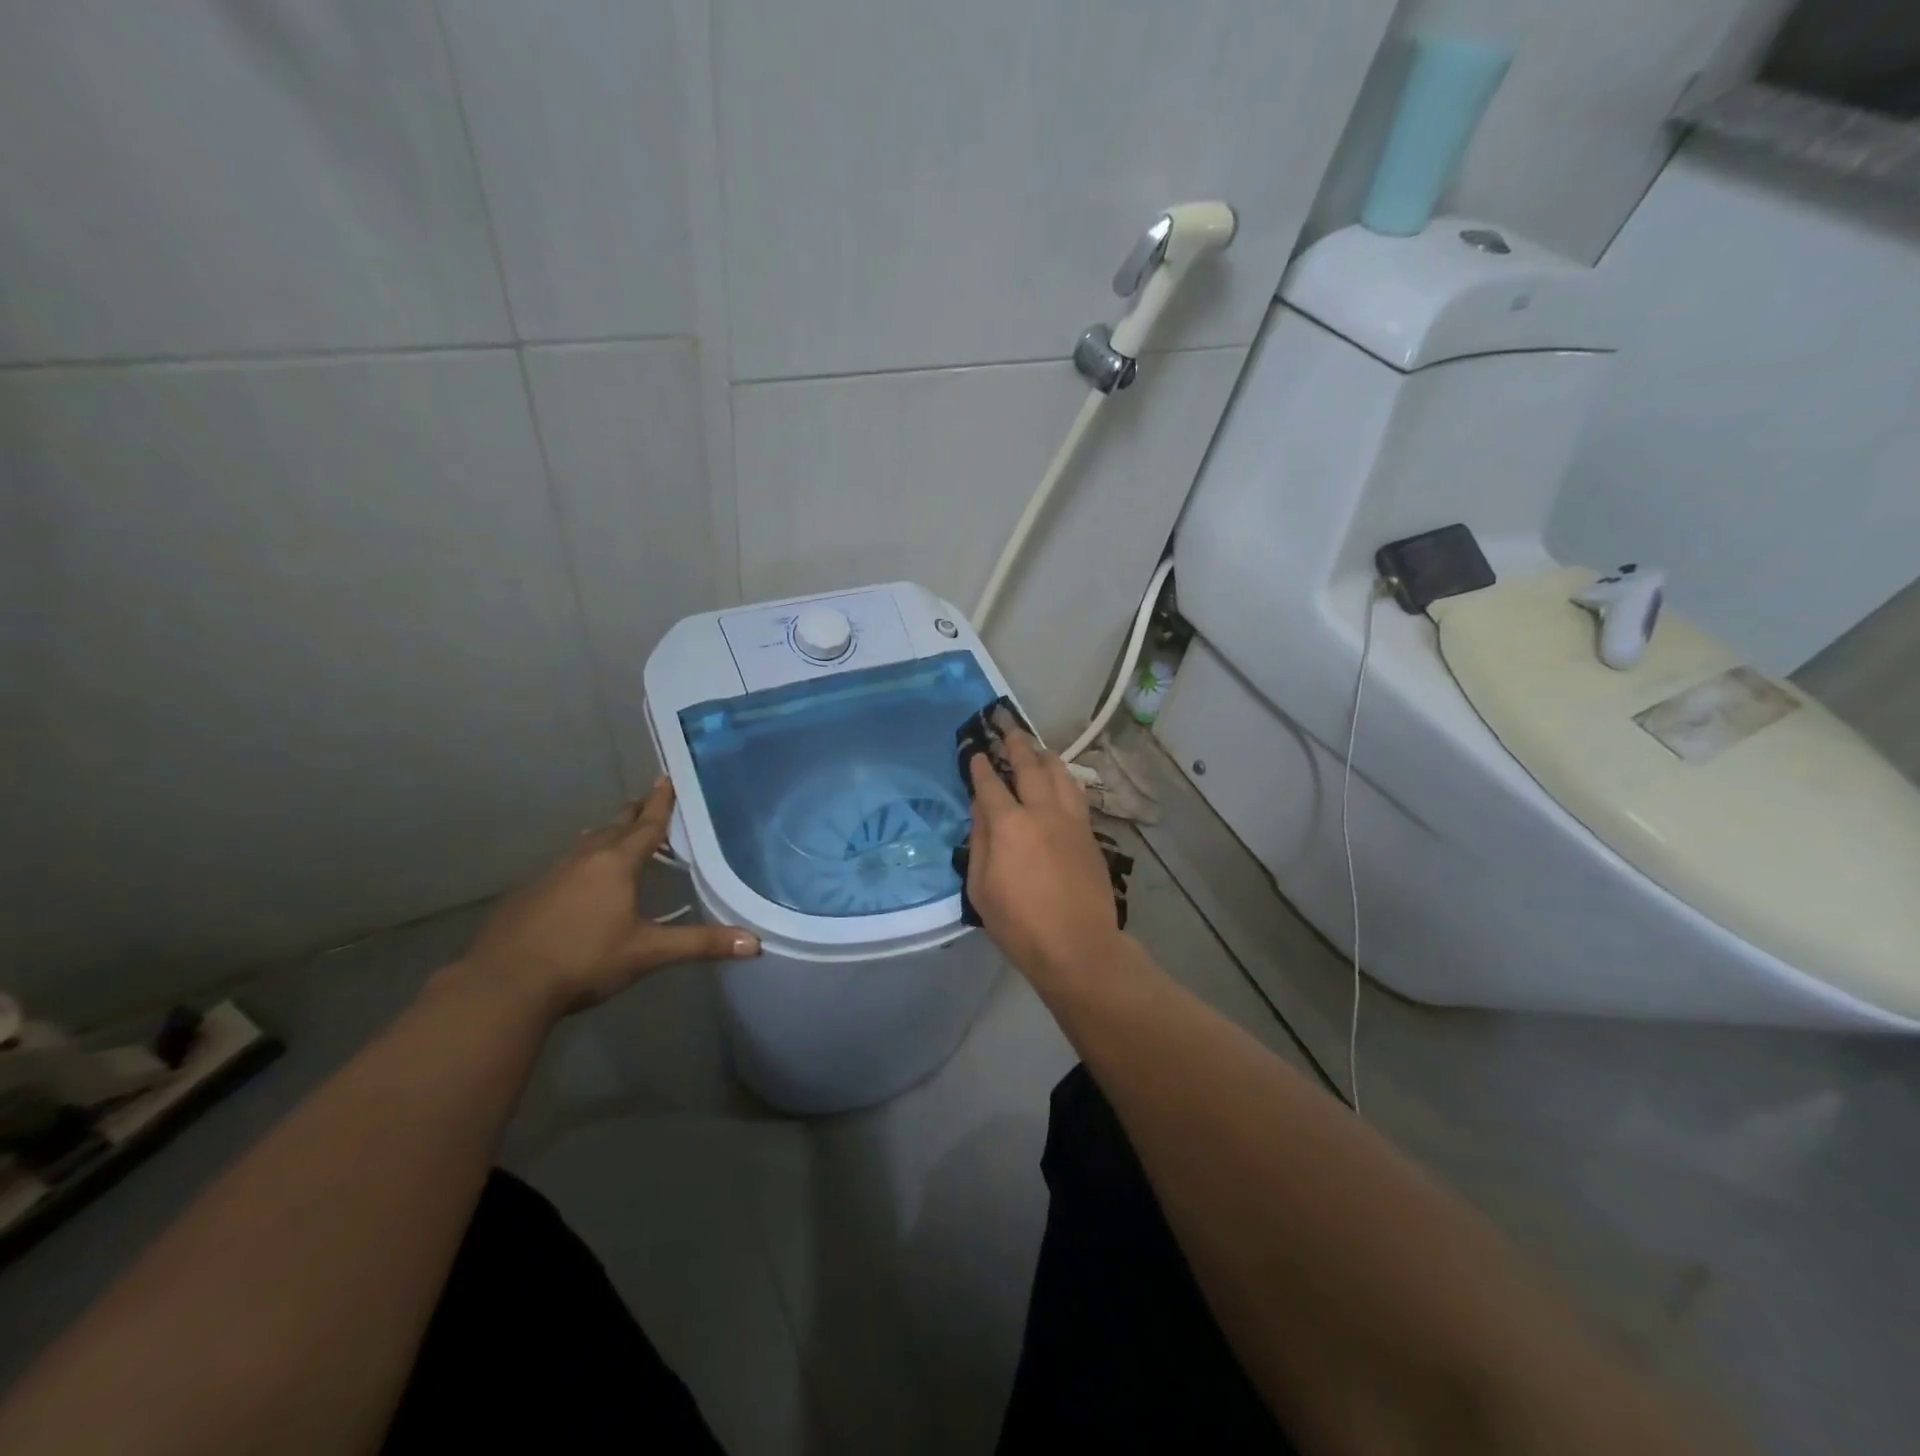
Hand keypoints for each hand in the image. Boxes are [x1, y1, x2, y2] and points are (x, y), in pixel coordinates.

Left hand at [458, 778, 758, 1014]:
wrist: (504, 985)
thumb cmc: (585, 960)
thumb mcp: (648, 952)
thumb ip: (701, 944)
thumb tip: (755, 943)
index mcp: (616, 865)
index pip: (646, 825)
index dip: (660, 802)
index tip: (666, 777)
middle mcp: (584, 860)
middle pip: (614, 827)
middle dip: (634, 812)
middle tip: (647, 798)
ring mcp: (550, 875)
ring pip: (585, 844)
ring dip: (605, 835)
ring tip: (614, 831)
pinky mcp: (527, 895)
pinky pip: (563, 866)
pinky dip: (580, 862)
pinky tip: (577, 879)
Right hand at [964, 711, 1124, 991]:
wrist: (1078, 947)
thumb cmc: (1019, 925)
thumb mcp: (981, 887)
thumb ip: (980, 841)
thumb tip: (981, 808)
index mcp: (1009, 825)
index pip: (991, 785)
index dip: (982, 767)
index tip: (977, 752)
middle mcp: (1042, 812)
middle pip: (1029, 768)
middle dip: (1016, 745)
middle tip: (1008, 727)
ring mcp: (1071, 821)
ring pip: (1060, 775)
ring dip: (1045, 756)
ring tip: (1037, 747)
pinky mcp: (1089, 834)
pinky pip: (1076, 794)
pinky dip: (1065, 779)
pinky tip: (1062, 779)